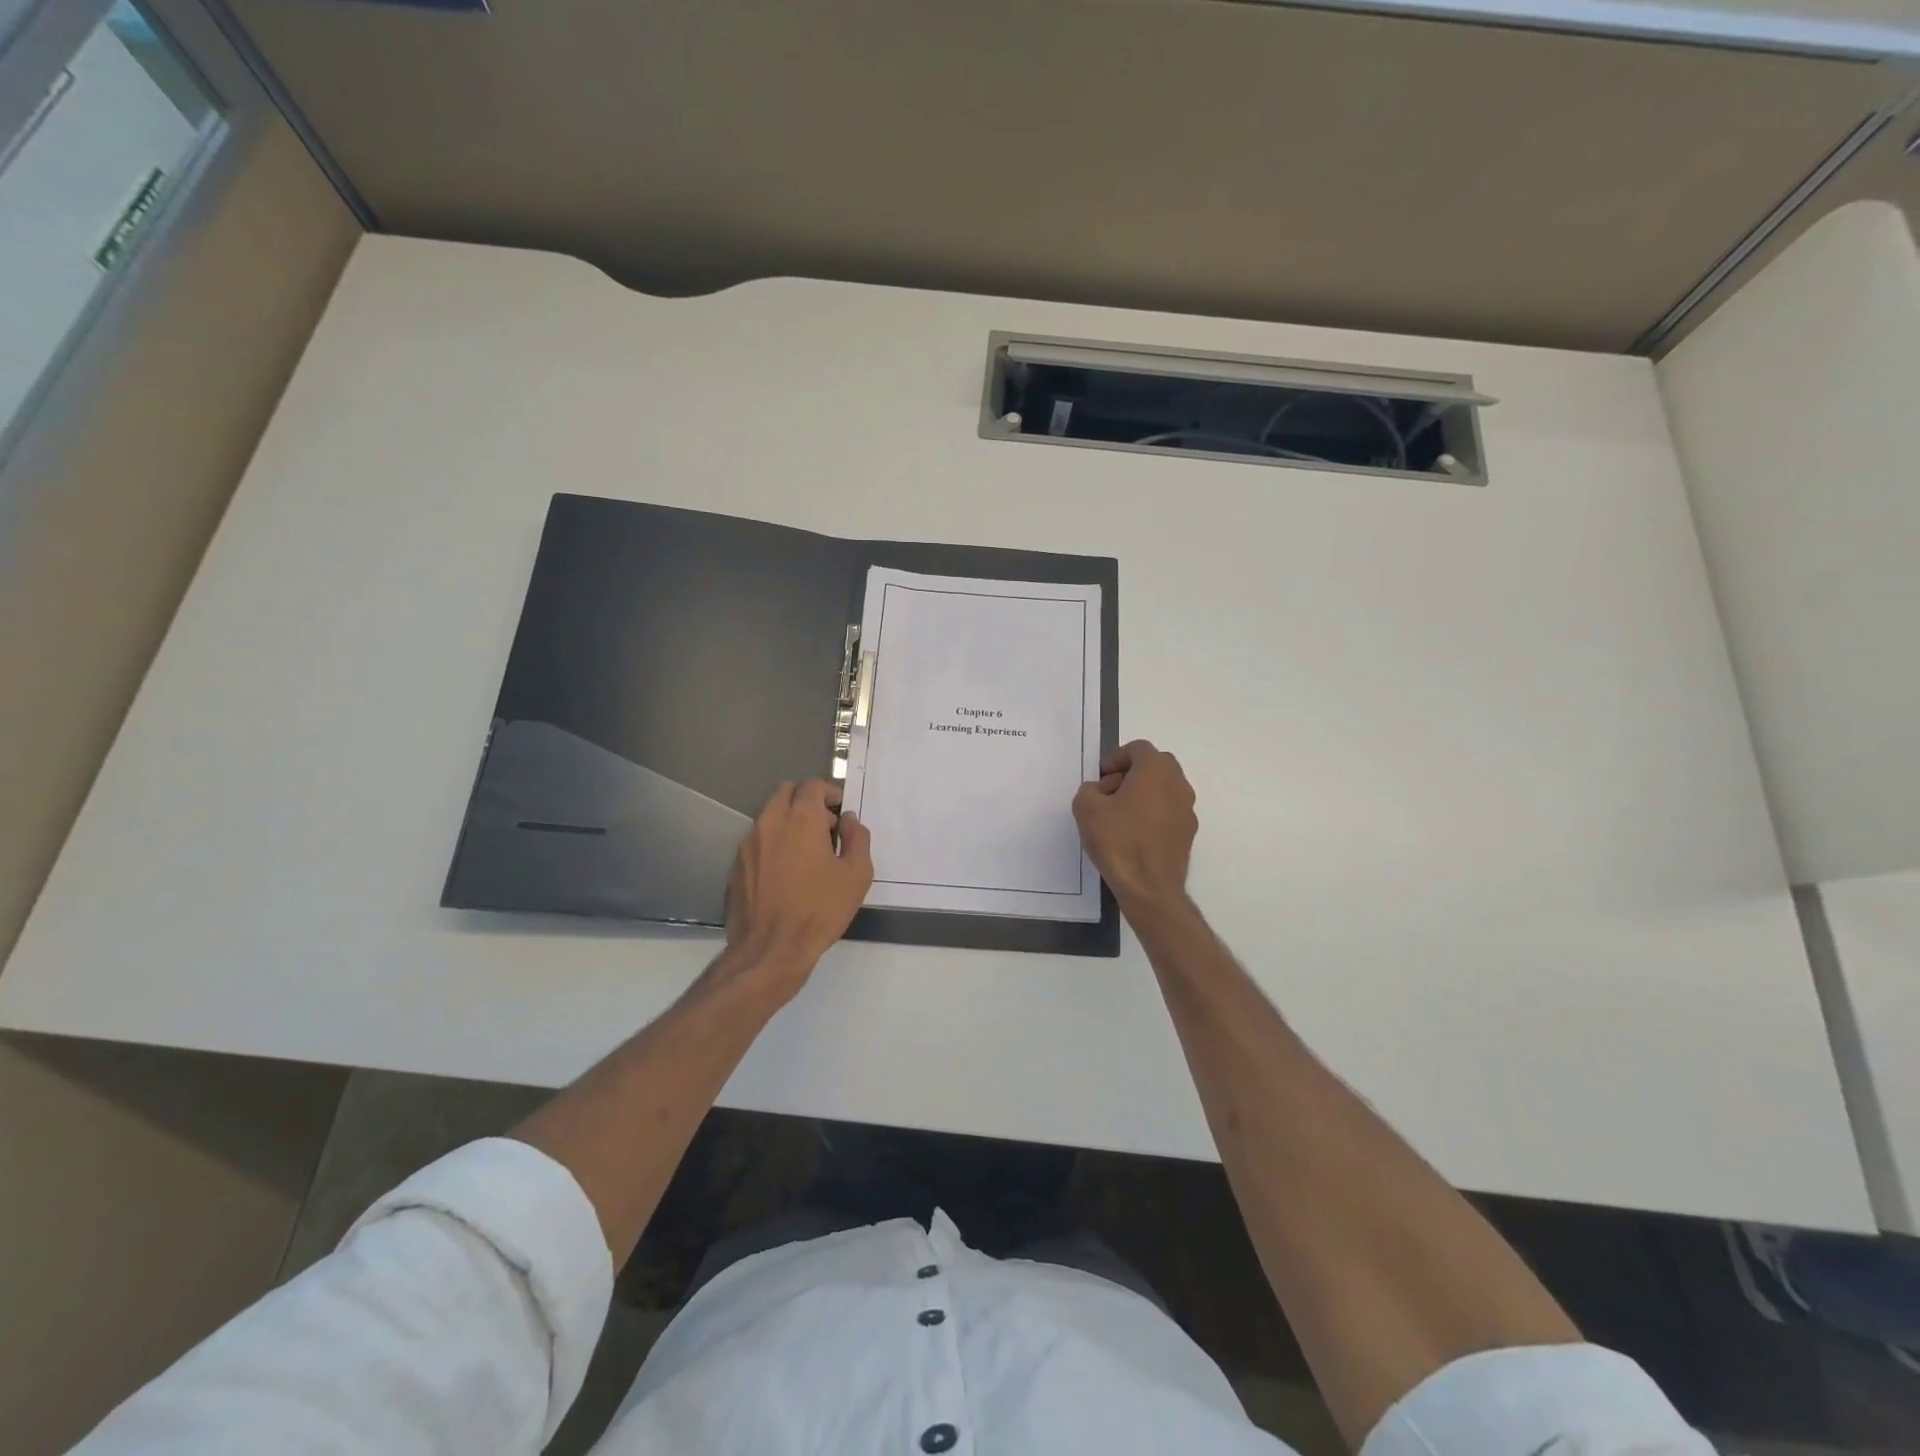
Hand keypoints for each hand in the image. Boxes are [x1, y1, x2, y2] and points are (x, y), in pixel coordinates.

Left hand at [722, 780, 873, 997]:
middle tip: (825, 828)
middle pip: (786, 792)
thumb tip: (848, 820)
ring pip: (769, 815)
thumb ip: (857, 838)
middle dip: (807, 801)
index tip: (841, 813)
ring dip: (789, 822)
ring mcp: (748, 843)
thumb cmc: (820, 910)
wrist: (770, 949)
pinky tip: (786, 873)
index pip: (813, 785)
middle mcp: (770, 822)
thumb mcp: (856, 875)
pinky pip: (758, 840)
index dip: (831, 794)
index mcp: (801, 818)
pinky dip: (774, 843)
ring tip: (807, 853)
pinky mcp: (737, 864)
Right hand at [1072, 740, 1196, 911]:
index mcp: (1157, 770)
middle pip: (1154, 766)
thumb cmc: (1118, 840)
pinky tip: (1132, 836)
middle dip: (1129, 774)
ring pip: (1162, 790)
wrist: (1149, 887)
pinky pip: (1167, 812)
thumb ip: (1089, 790)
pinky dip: (1151, 815)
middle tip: (1108, 794)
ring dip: (1141, 795)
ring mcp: (1188, 809)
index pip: (1138, 748)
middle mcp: (1179, 784)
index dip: (1115, 758)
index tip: (1100, 778)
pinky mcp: (1188, 833)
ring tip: (1117, 817)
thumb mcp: (1086, 808)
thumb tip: (1099, 792)